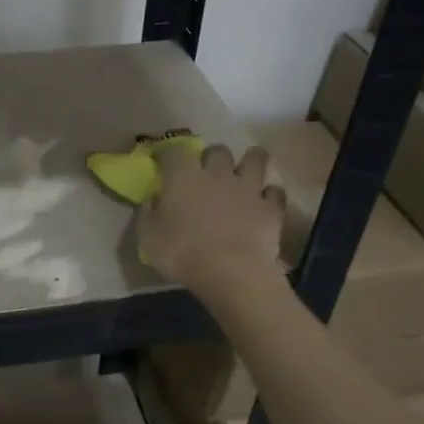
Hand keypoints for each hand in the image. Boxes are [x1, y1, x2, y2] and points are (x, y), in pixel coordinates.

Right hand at [138, 144, 287, 304]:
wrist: (231, 273)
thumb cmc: (182, 254)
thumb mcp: (148, 236)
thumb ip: (148, 212)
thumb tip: (153, 198)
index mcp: (184, 176)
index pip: (173, 151)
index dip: (167, 155)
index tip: (163, 164)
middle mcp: (218, 173)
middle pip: (217, 150)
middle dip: (211, 158)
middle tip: (206, 173)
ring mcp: (248, 188)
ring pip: (255, 158)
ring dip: (249, 162)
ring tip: (244, 173)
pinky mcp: (271, 207)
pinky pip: (275, 191)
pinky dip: (269, 194)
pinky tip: (263, 202)